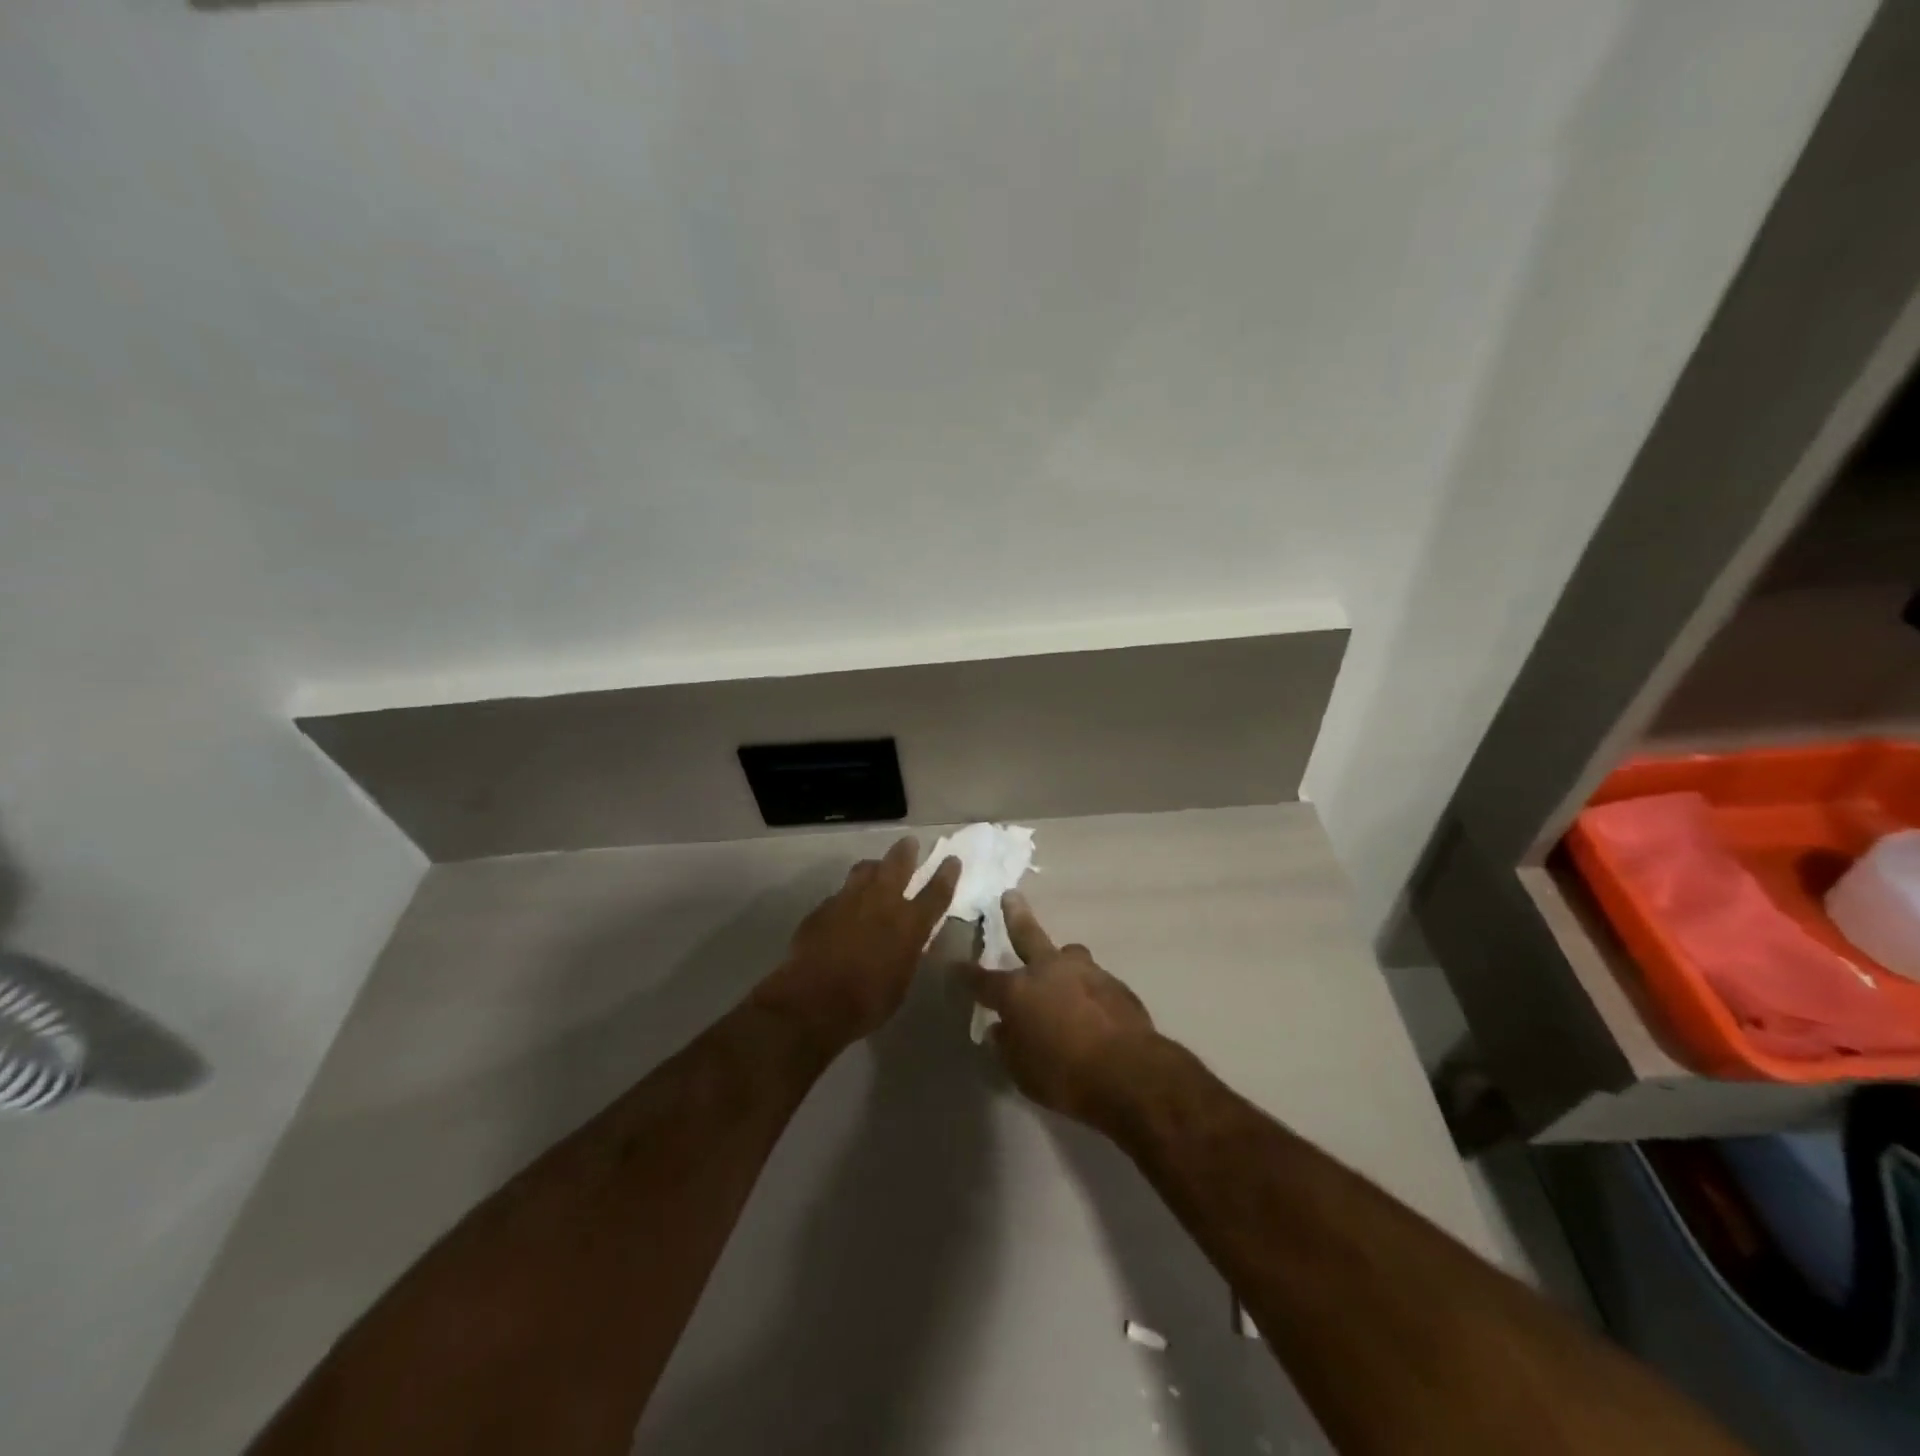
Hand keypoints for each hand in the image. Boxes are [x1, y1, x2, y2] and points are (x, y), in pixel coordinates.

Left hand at [756, 837, 960, 1050]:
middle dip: (906, 851)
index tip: (952, 859)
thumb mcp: (902, 981)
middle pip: (898, 864)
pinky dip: (848, 895)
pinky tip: (845, 907)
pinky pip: (841, 893)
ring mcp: (849, 900)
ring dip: (874, 867)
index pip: (936, 892)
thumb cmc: (867, 1002)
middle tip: (910, 842)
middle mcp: (882, 902)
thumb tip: (912, 941)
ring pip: (865, 869)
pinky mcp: (823, 907)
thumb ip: (908, 953)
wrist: (813, 1001)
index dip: (946, 875)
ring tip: (875, 868)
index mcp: (910, 924)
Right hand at [964, 891, 1160, 1127]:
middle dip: (1015, 915)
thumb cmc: (1065, 1076)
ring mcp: (1085, 971)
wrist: (1129, 1072)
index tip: (953, 965)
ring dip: (1061, 960)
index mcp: (1018, 991)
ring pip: (1068, 954)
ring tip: (1063, 970)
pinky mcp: (1115, 984)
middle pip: (1027, 934)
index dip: (965, 974)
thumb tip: (1000, 1029)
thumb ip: (1008, 1046)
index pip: (982, 980)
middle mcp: (1048, 970)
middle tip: (1010, 896)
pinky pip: (1093, 979)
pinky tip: (1092, 1007)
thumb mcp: (1022, 1072)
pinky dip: (1087, 988)